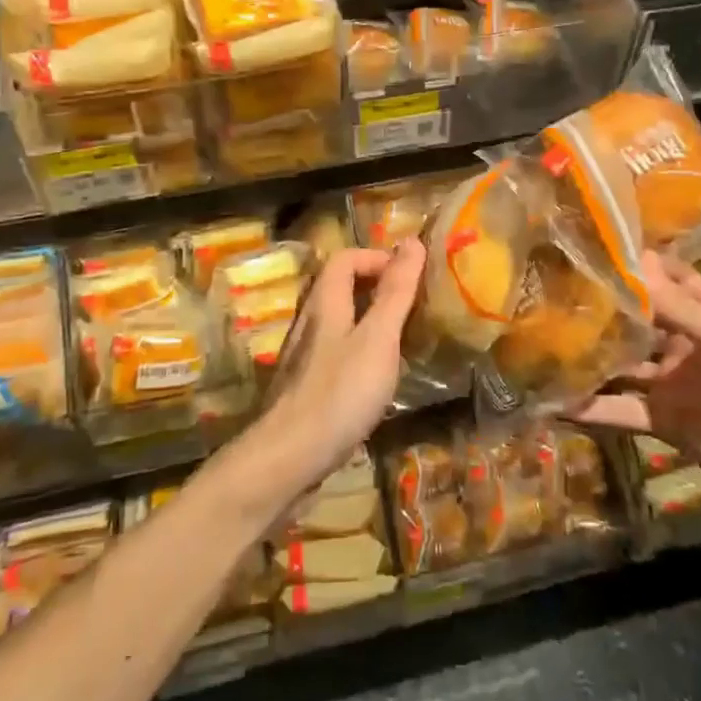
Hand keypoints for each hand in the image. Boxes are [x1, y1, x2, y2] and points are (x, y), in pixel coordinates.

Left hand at [251, 240, 426, 498]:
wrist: (288, 459)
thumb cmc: (339, 392)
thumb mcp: (378, 338)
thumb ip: (395, 292)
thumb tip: (411, 241)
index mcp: (323, 302)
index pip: (345, 258)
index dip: (377, 257)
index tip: (410, 275)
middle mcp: (308, 322)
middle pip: (337, 287)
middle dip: (374, 287)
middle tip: (410, 303)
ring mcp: (302, 356)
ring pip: (336, 322)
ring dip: (367, 320)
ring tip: (400, 338)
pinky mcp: (304, 387)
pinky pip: (334, 353)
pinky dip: (358, 351)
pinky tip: (376, 377)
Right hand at [571, 252, 700, 557]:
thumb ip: (675, 305)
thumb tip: (631, 259)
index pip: (664, 277)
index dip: (631, 262)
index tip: (585, 243)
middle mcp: (685, 341)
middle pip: (635, 318)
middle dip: (598, 306)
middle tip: (545, 288)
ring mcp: (673, 382)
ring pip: (621, 363)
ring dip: (588, 355)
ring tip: (537, 341)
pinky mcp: (664, 422)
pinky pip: (621, 409)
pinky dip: (591, 407)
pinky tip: (552, 399)